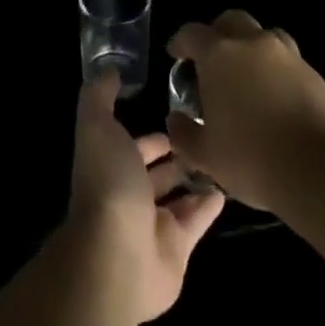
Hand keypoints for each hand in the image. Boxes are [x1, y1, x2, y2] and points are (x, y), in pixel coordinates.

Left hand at [66, 70, 224, 323]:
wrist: (118, 255)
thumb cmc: (108, 184)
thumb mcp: (97, 127)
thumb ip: (99, 97)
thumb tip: (108, 70)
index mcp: (108, 164)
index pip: (130, 145)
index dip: (148, 135)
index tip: (175, 115)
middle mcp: (128, 193)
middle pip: (154, 172)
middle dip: (175, 155)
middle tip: (206, 137)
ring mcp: (152, 223)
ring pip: (177, 196)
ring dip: (194, 178)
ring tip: (222, 158)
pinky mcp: (177, 247)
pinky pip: (196, 220)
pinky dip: (209, 205)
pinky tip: (228, 187)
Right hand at [165, 10, 324, 212]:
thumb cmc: (253, 157)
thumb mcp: (206, 155)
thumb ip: (184, 133)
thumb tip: (177, 120)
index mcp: (219, 55)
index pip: (192, 33)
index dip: (181, 42)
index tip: (176, 56)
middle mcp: (254, 45)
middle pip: (232, 21)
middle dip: (219, 34)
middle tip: (212, 61)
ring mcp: (291, 58)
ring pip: (266, 37)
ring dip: (252, 50)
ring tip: (247, 80)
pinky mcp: (318, 77)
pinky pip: (290, 64)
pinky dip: (278, 74)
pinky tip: (275, 102)